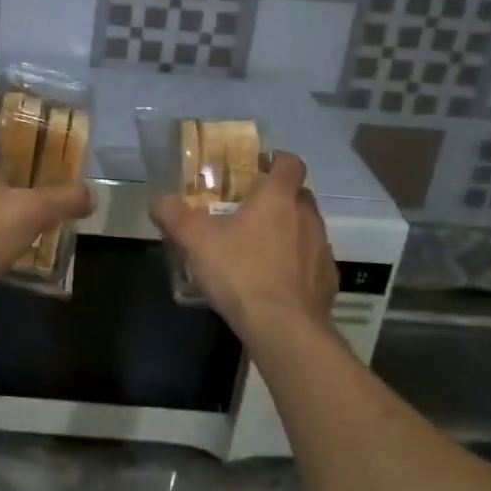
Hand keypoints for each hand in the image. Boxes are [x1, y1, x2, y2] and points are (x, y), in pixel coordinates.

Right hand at [152, 151, 336, 337]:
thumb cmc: (241, 273)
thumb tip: (161, 201)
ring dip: (289, 232)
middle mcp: (307, 217)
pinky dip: (297, 264)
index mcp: (279, 199)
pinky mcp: (328, 281)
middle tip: (250, 211)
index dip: (277, 160)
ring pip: (307, 229)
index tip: (259, 167)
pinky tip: (276, 282)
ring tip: (260, 249)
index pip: (290, 163)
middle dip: (279, 198)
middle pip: (299, 195)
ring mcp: (322, 250)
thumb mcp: (195, 241)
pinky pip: (312, 262)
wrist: (283, 329)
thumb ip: (175, 215)